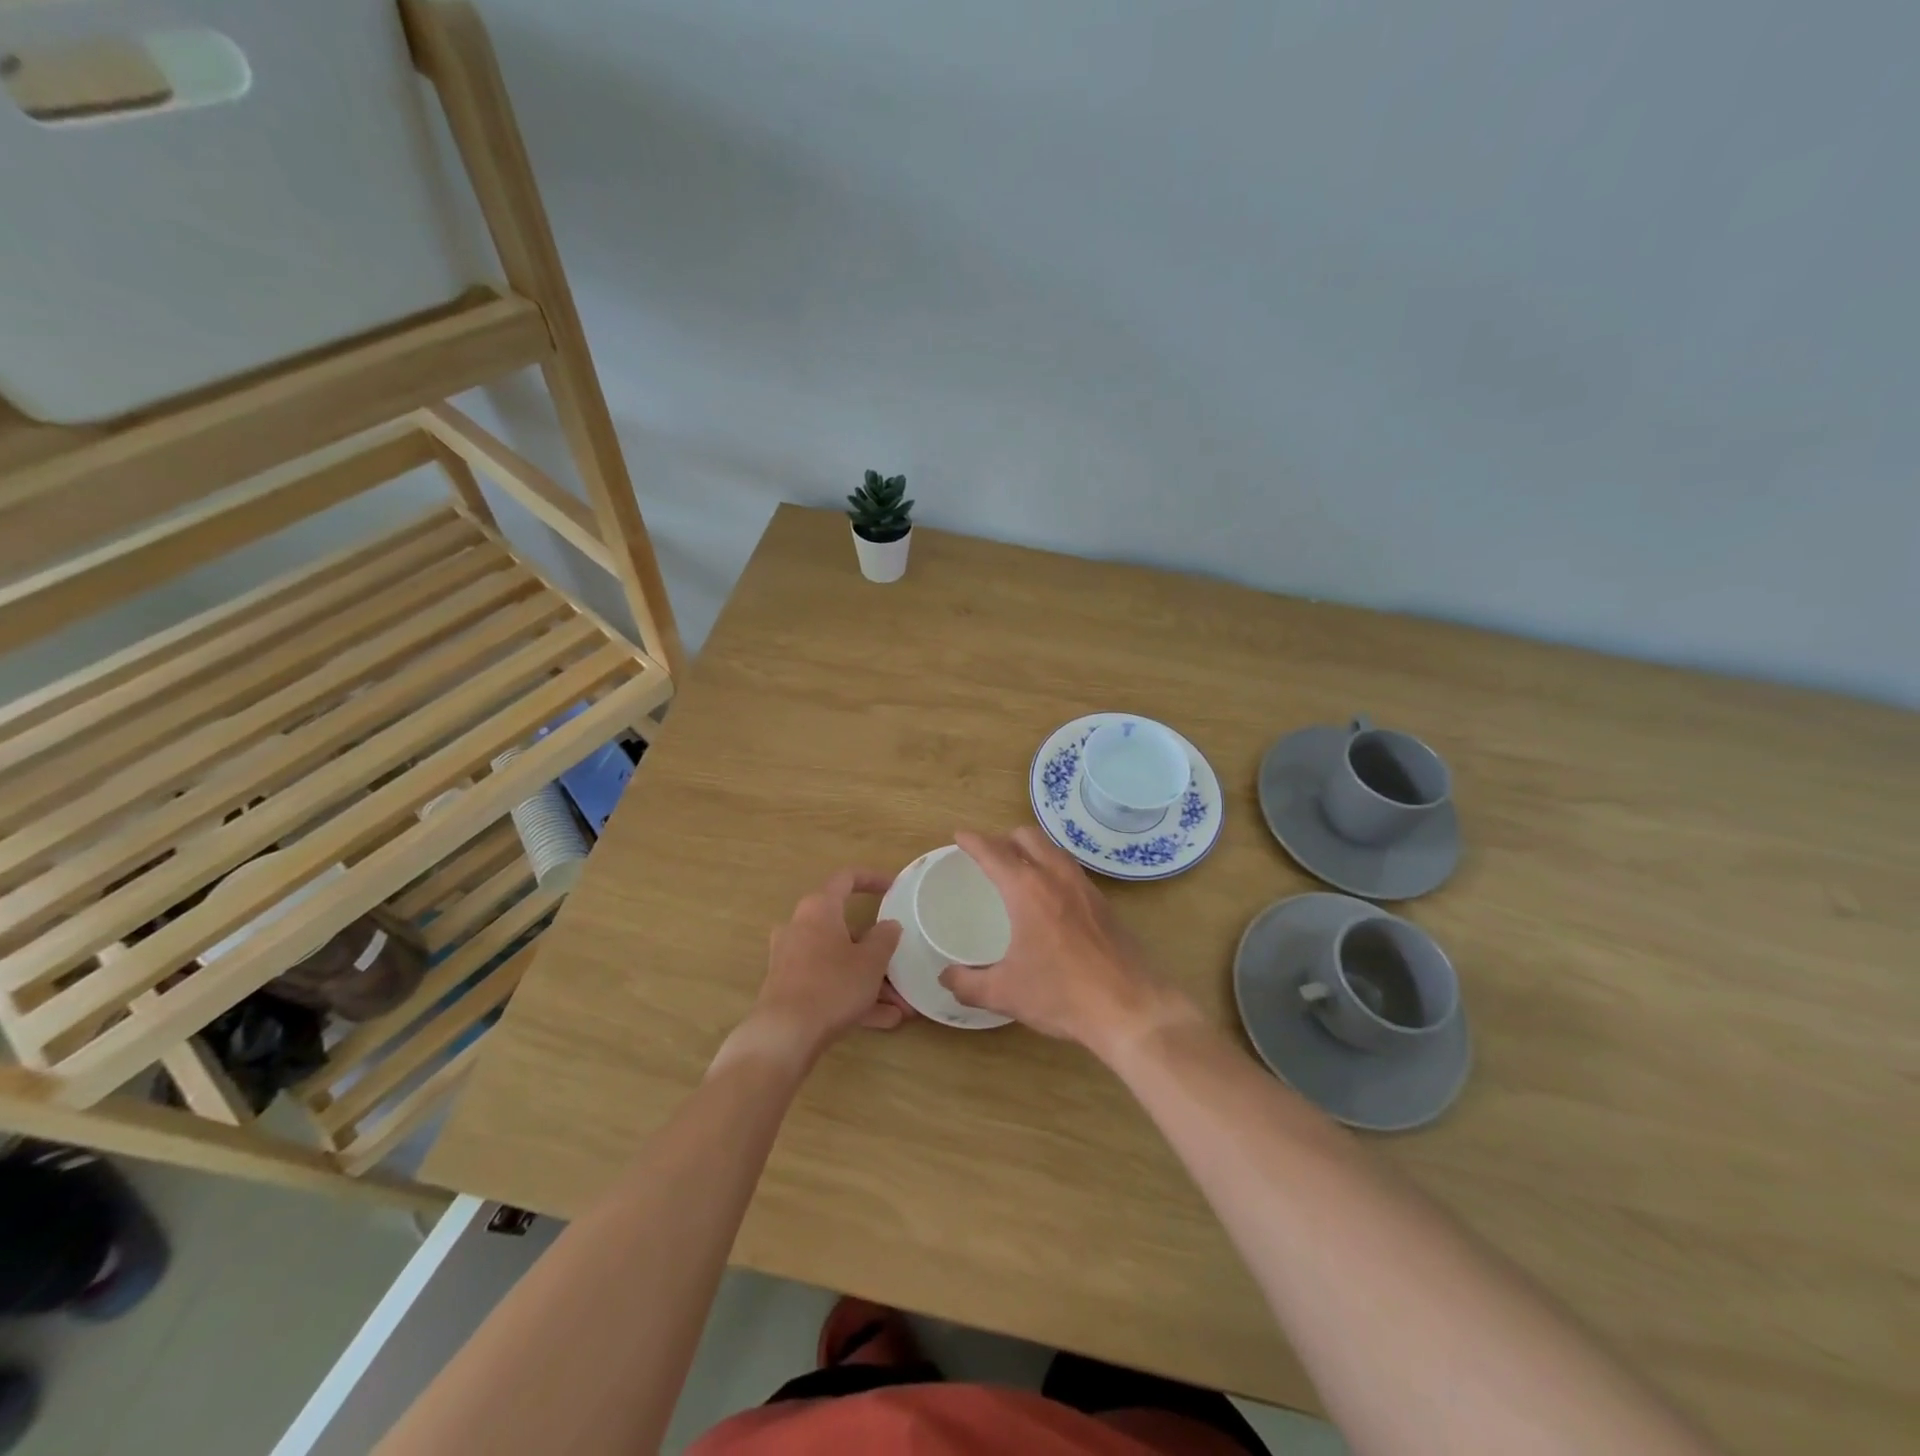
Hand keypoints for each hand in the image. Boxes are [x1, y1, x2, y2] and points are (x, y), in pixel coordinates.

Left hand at [747, 868, 909, 1059]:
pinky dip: (853, 996)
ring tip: (901, 1005)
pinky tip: (884, 1020)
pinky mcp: (788, 987)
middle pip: (846, 930)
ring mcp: (791, 959)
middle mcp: (800, 927)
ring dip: (871, 980)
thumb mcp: (871, 961)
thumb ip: (885, 938)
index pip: (846, 878)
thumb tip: (889, 925)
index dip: (872, 879)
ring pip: (839, 962)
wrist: (784, 1035)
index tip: (894, 888)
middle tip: (902, 962)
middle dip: (877, 951)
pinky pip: (828, 983)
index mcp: (819, 908)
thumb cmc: (832, 985)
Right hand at [938, 828, 1188, 1056]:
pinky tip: (1049, 897)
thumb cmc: (1061, 994)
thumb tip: (946, 977)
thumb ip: (968, 983)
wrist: (1129, 1008)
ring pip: (1053, 849)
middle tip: (988, 855)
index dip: (973, 841)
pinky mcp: (1104, 903)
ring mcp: (1084, 887)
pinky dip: (1052, 868)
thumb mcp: (1005, 993)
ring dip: (1032, 849)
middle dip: (1004, 838)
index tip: (959, 835)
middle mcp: (1056, 877)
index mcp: (1027, 889)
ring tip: (1018, 869)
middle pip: (1027, 836)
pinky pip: (1070, 869)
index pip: (994, 852)